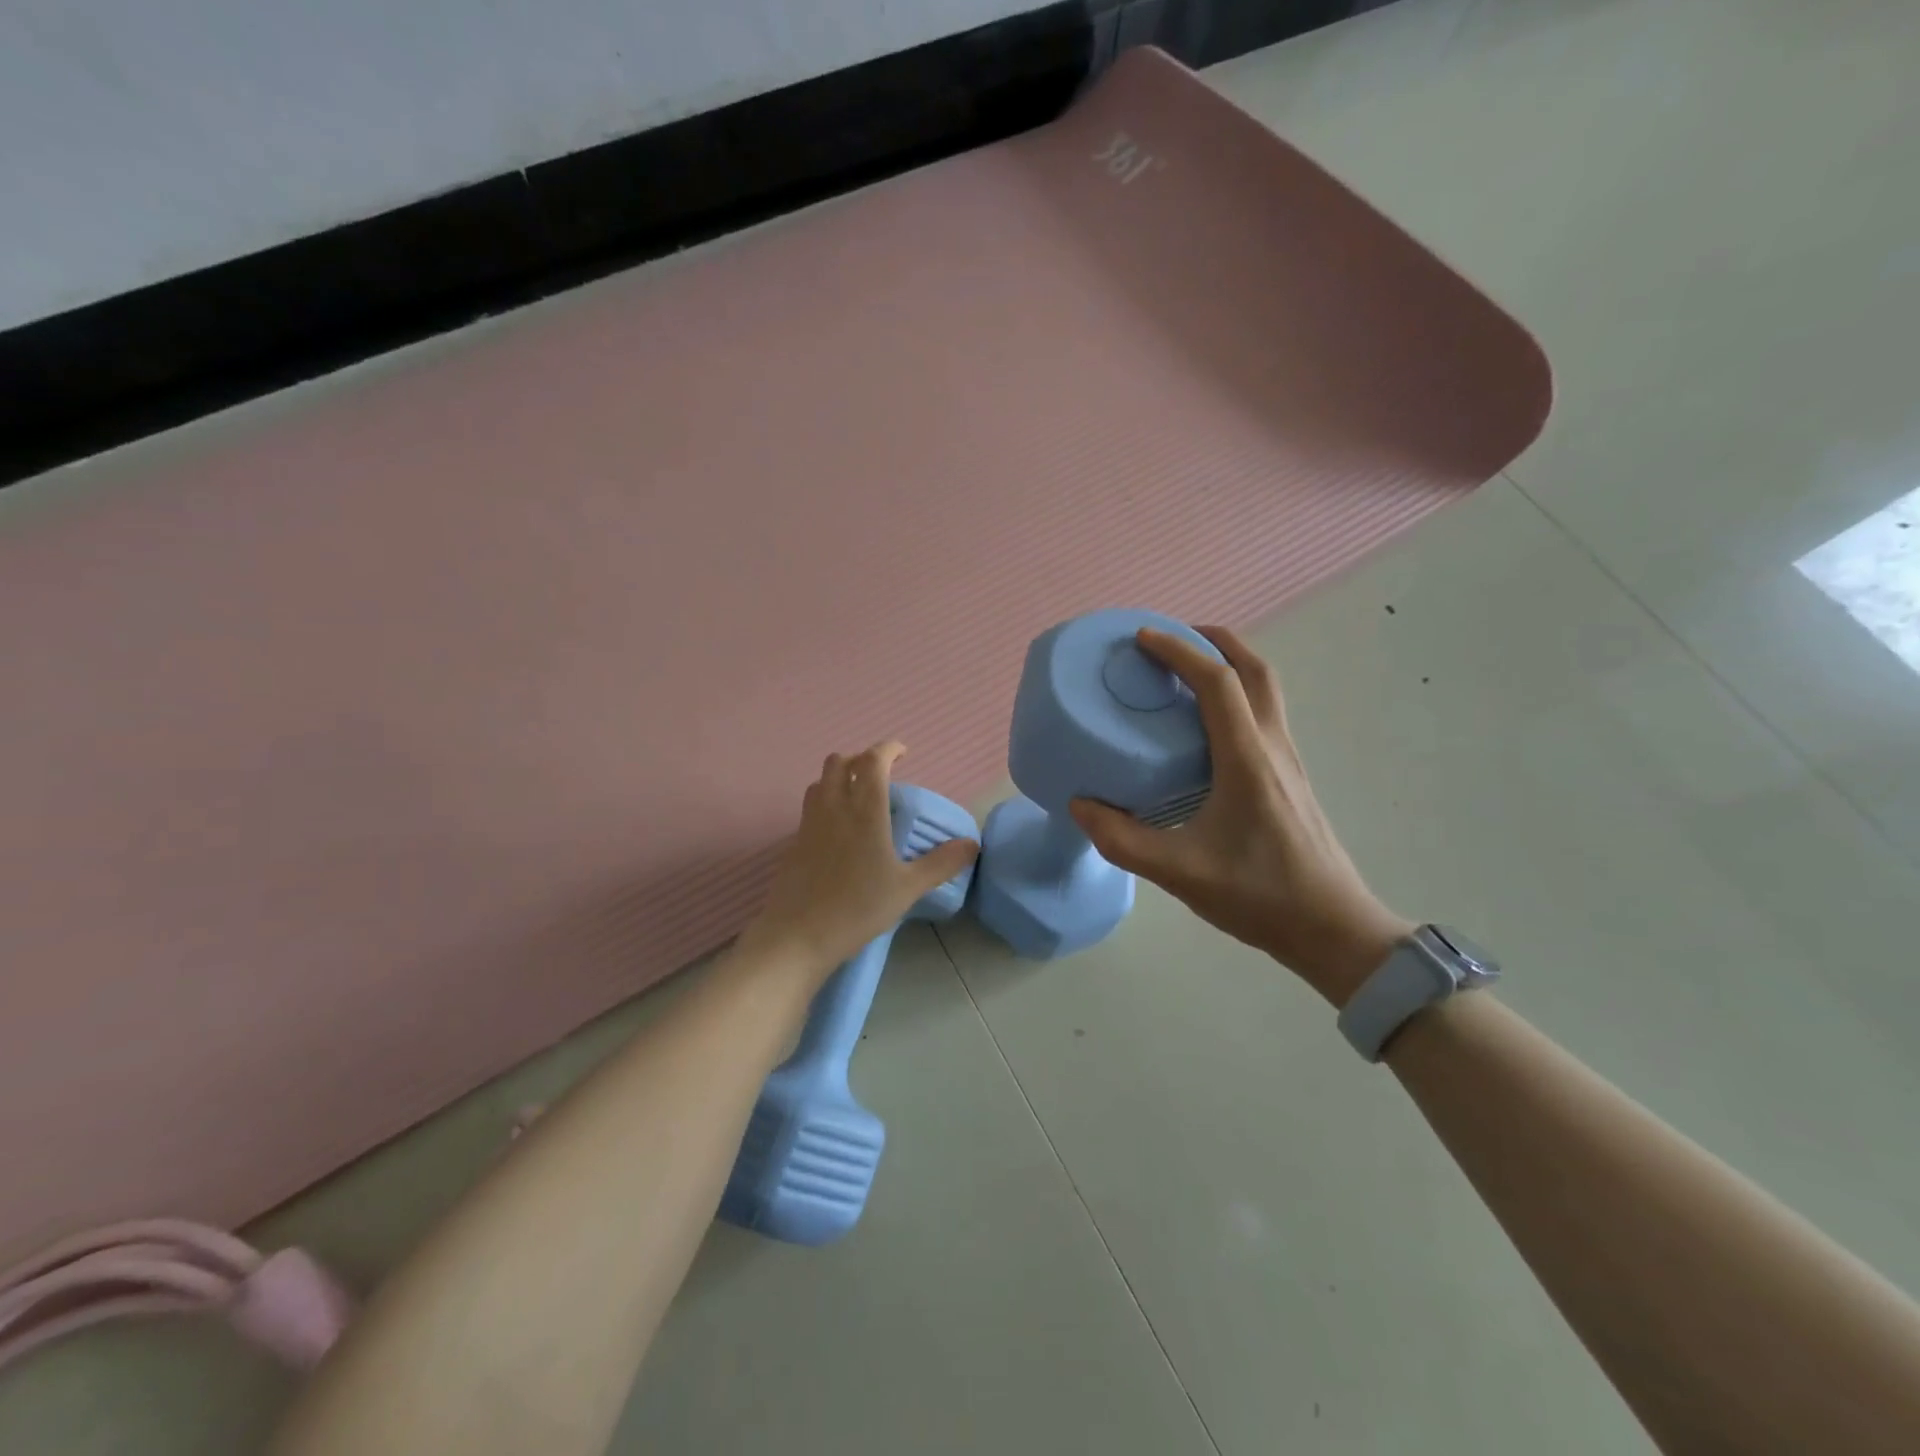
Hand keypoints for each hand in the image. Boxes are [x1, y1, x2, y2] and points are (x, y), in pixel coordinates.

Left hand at [740, 741, 978, 983]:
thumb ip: (941, 863)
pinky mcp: (795, 841)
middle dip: (860, 758)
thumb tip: (972, 844)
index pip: (872, 761)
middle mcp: (834, 807)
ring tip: (859, 795)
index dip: (887, 749)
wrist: (798, 934)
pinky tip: (840, 827)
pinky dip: (827, 799)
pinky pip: (811, 805)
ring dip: (840, 776)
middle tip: (881, 774)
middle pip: (839, 762)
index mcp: (864, 810)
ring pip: (821, 780)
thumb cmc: (858, 907)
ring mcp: (810, 823)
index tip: (902, 752)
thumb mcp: (908, 888)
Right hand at [1070, 627, 1412, 1005]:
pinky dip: (1235, 695)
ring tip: (1185, 670)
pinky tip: (1205, 725)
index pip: (1217, 682)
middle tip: (1169, 639)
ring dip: (1229, 664)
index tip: (1141, 638)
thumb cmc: (1259, 896)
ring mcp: (1288, 760)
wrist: (1333, 928)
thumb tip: (1079, 805)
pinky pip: (1263, 714)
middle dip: (1213, 641)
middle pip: (1255, 669)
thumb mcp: (1179, 872)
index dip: (1179, 651)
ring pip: (1266, 689)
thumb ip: (1122, 840)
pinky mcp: (1290, 777)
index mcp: (1247, 759)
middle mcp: (1273, 747)